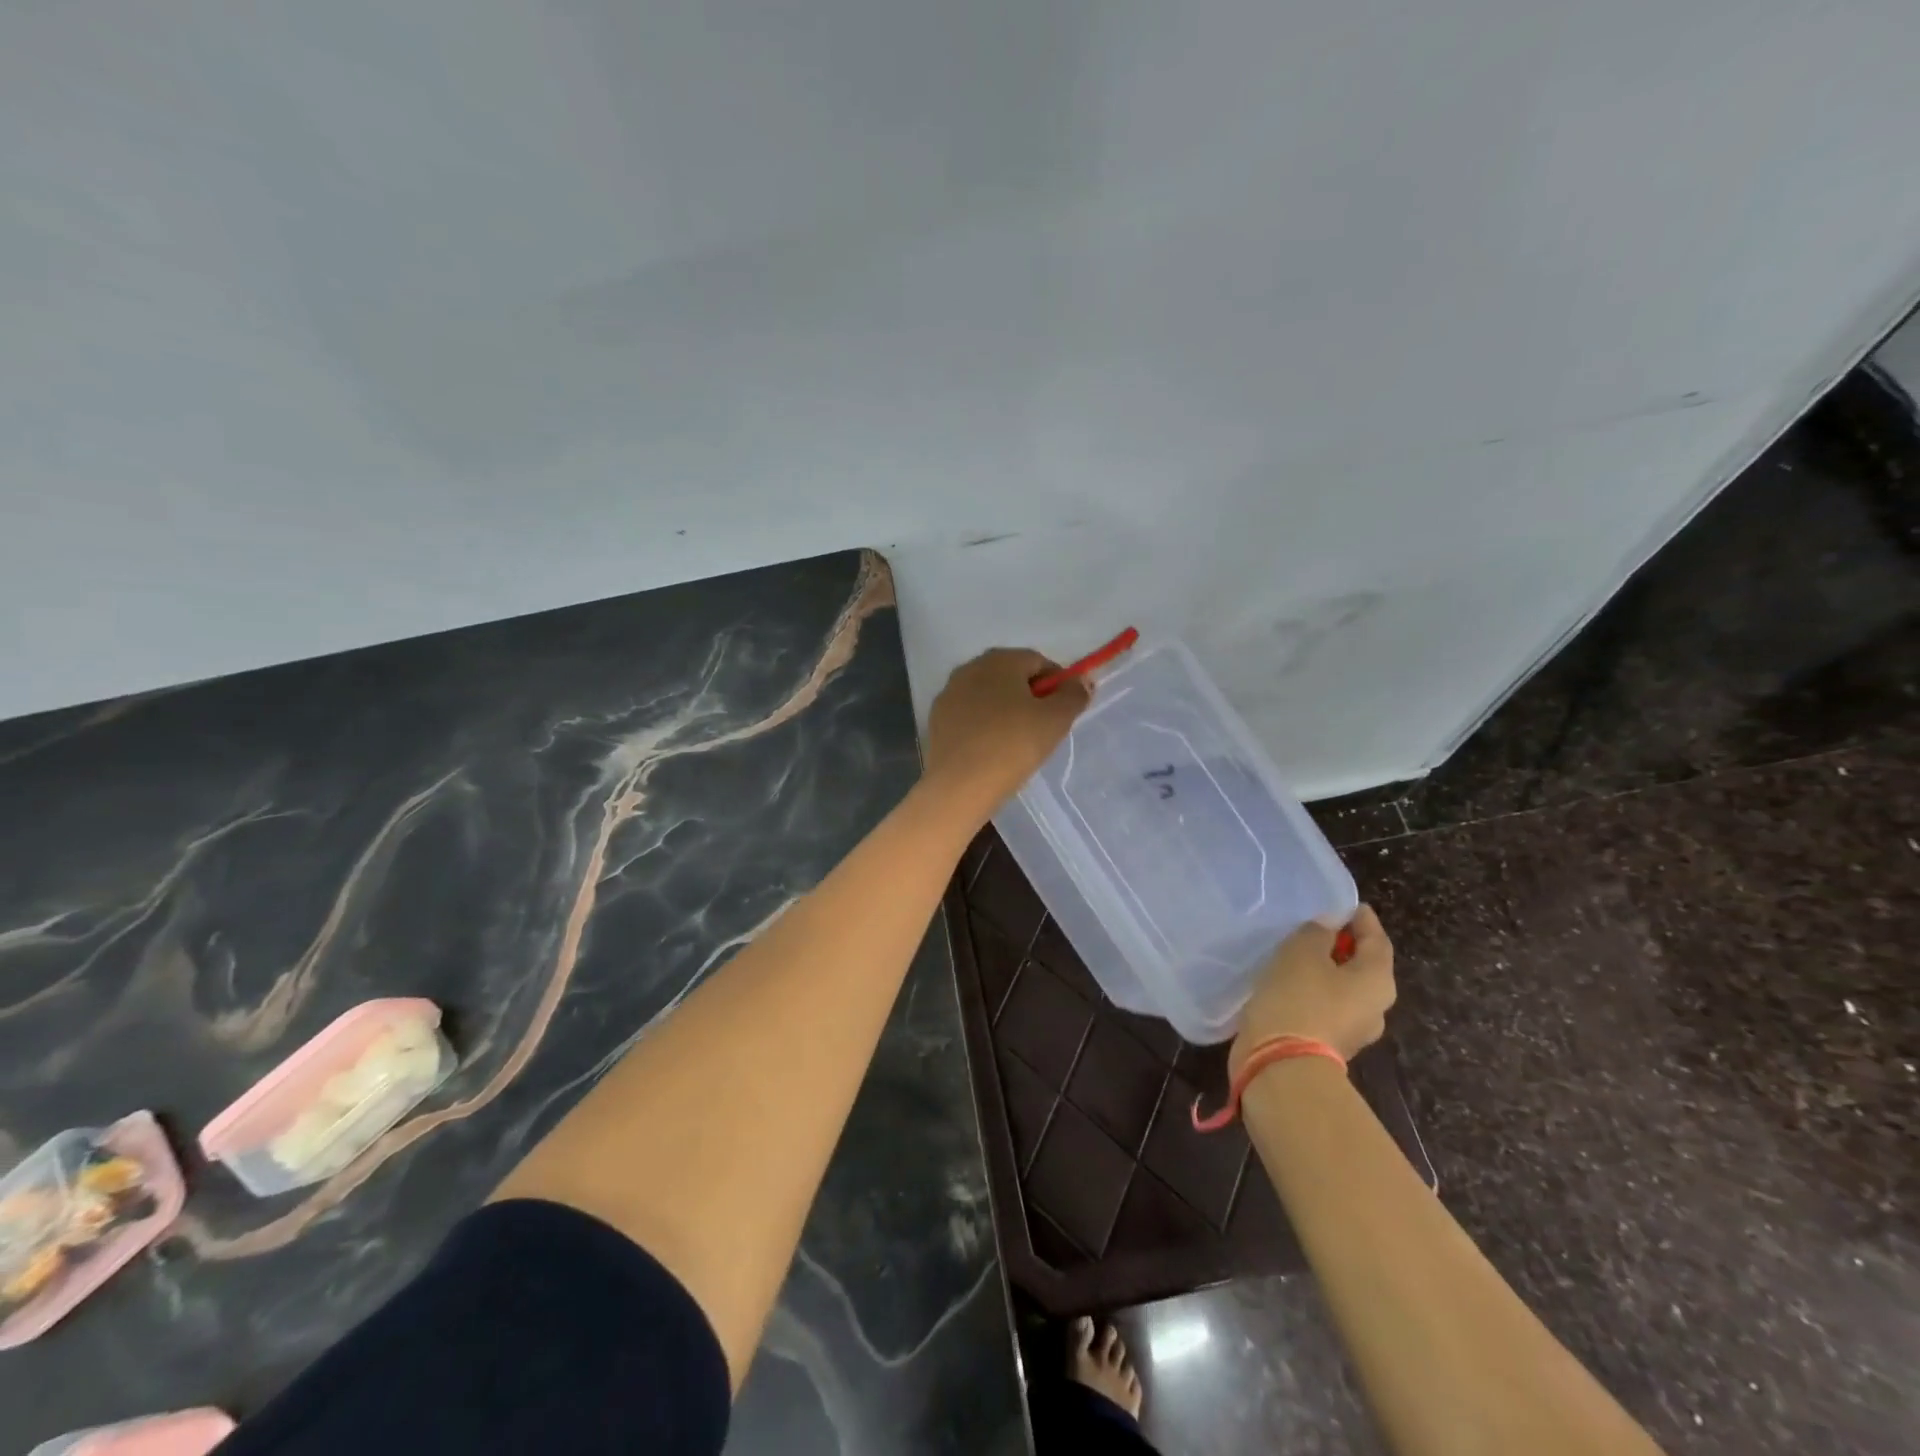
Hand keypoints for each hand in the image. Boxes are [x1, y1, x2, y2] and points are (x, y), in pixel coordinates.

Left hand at [923, 648, 1091, 824]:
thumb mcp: (1056, 720)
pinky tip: (992, 750)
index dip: (1058, 684)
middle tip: (1044, 727)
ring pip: (989, 696)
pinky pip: (970, 715)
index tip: (1065, 710)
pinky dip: (985, 725)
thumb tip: (1081, 681)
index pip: (1038, 661)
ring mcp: (949, 694)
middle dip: (1031, 696)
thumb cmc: (1012, 746)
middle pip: (1011, 676)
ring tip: (1018, 741)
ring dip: (1006, 710)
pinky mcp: (937, 720)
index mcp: (999, 660)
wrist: (959, 786)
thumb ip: (1074, 695)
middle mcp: (970, 668)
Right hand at [1231, 905, 1395, 1071]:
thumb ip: (1318, 932)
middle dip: (1343, 946)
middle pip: (1363, 967)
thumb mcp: (1303, 951)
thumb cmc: (1298, 999)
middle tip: (1316, 927)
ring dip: (1325, 971)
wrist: (1280, 1065)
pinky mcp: (1327, 1045)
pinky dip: (1311, 992)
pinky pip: (1324, 1008)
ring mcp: (1353, 1031)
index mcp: (1378, 981)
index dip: (1361, 919)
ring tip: (1296, 955)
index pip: (1377, 940)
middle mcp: (1375, 1007)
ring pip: (1342, 990)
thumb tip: (1328, 927)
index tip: (1344, 904)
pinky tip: (1287, 984)